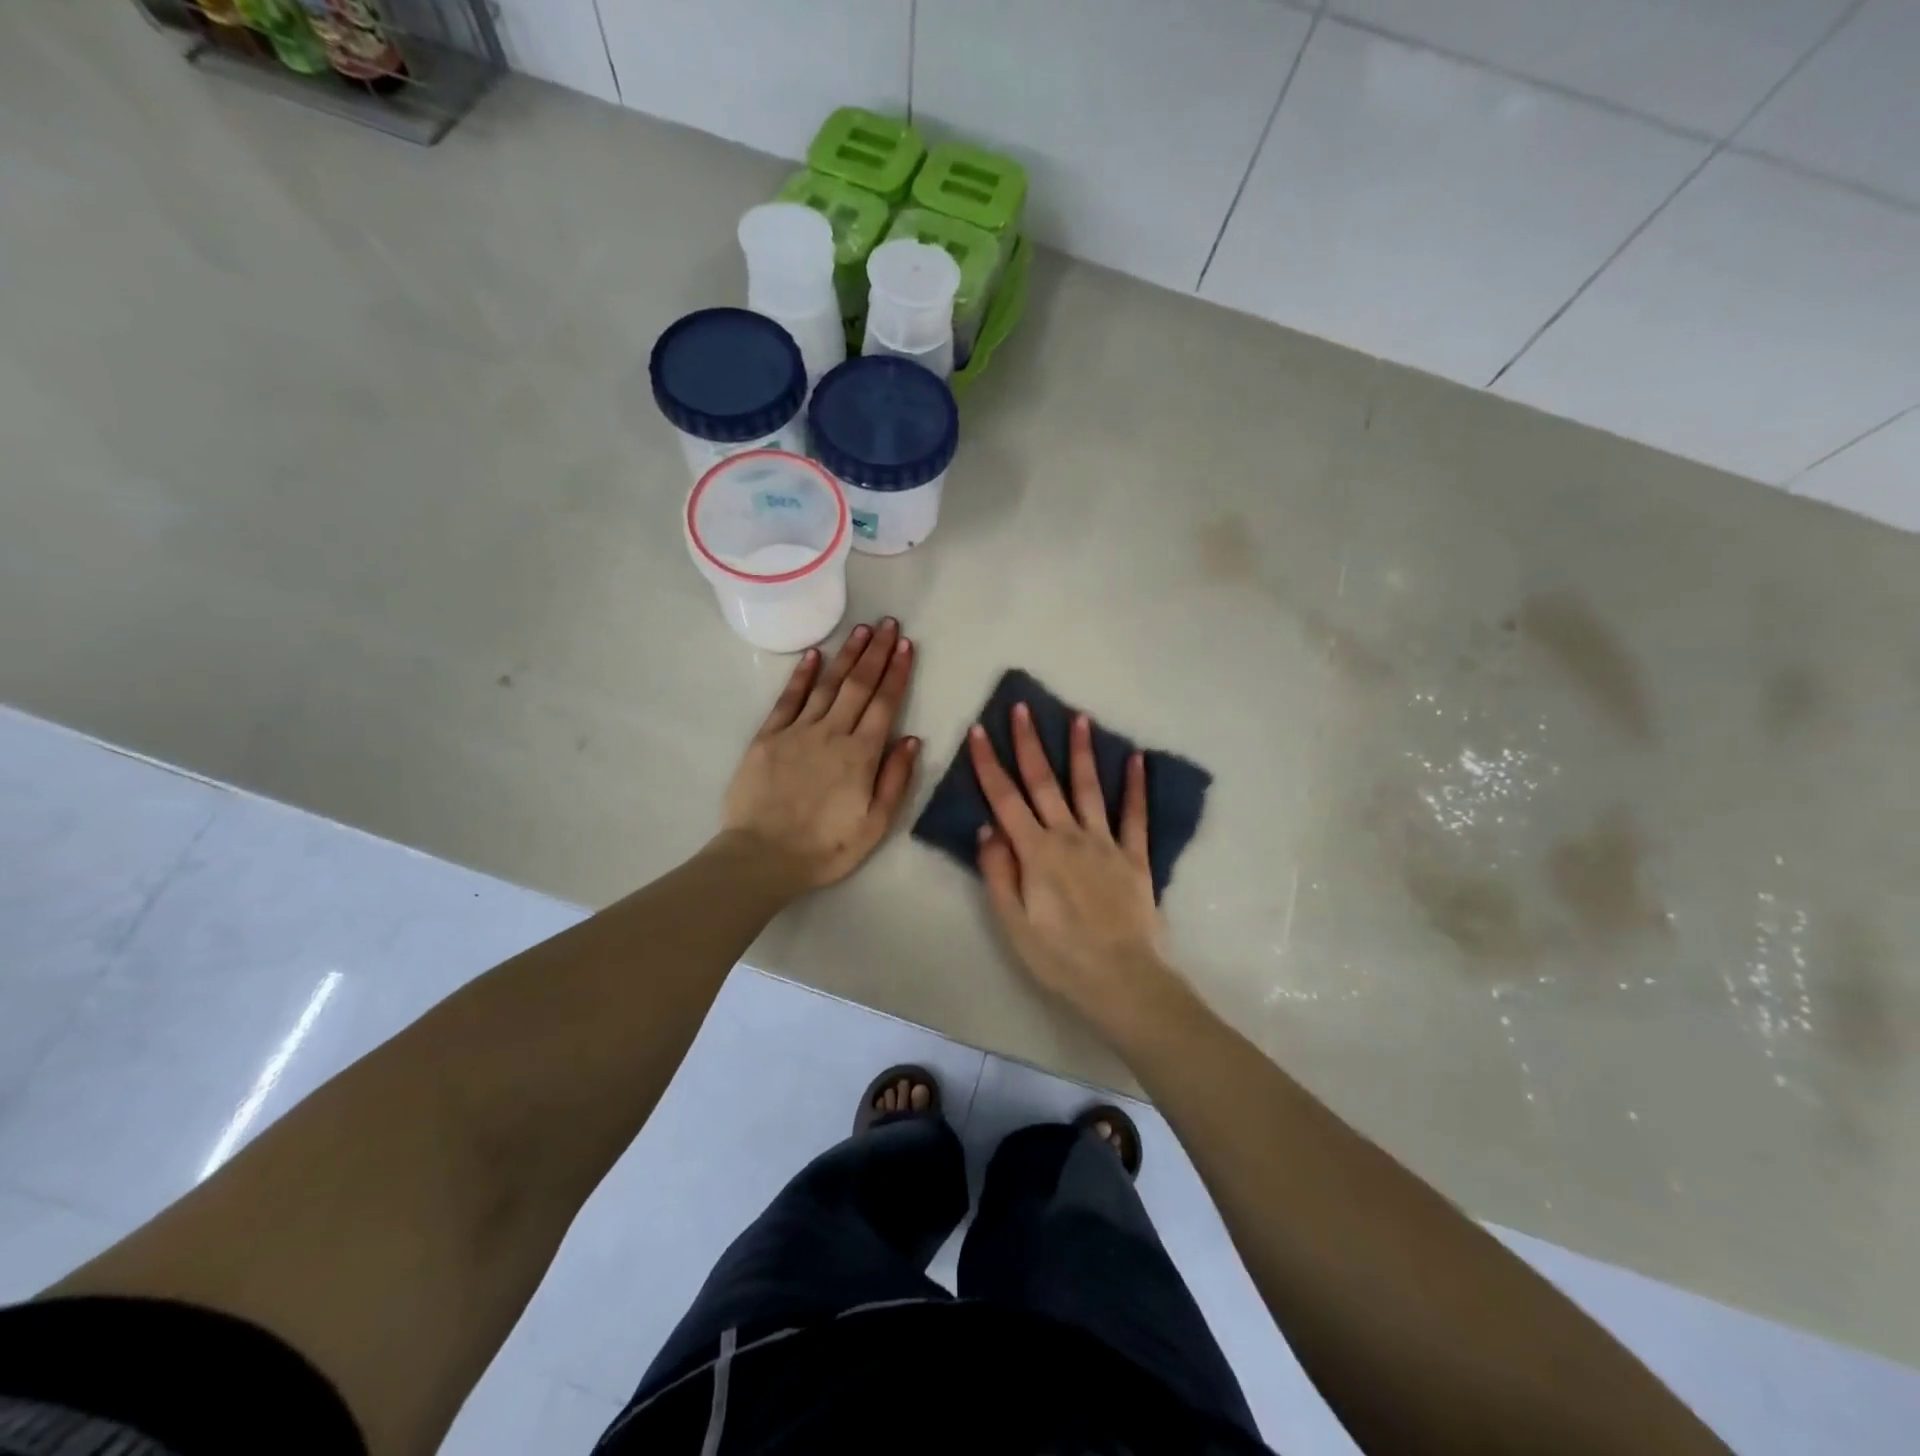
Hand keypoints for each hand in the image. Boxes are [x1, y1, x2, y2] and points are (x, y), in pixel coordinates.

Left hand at [721, 619, 919, 891]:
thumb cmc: (826, 847)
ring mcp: (797, 732)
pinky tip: (814, 654)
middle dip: (876, 653)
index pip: (884, 704)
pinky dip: (802, 675)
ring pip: (827, 684)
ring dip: (846, 655)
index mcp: (861, 755)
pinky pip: (788, 699)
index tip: (906, 646)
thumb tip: (912, 739)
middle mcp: (832, 733)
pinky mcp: (768, 737)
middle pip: (858, 685)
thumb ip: (896, 779)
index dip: (897, 673)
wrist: (763, 857)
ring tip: (861, 630)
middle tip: (889, 624)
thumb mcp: (875, 825)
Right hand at [970, 703, 1178, 1025]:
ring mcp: (1106, 843)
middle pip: (1045, 782)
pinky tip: (1138, 759)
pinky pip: (1136, 815)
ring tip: (1079, 716)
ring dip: (1081, 751)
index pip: (1005, 799)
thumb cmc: (1060, 958)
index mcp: (1036, 852)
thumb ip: (998, 872)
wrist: (1124, 981)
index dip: (988, 764)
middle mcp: (1069, 836)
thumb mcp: (1013, 924)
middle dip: (1029, 743)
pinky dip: (1137, 786)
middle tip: (1022, 707)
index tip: (977, 731)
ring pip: (1089, 788)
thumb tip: (987, 827)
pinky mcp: (1135, 856)